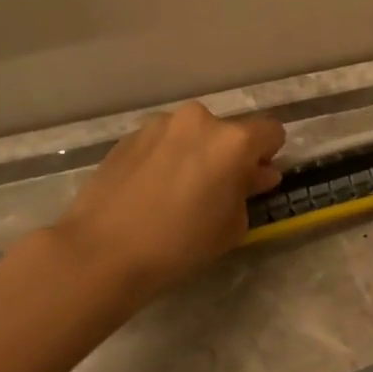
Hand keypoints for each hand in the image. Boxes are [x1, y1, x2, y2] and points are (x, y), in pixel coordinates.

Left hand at [52, 103, 284, 300]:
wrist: (101, 251)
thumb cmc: (179, 244)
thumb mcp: (231, 227)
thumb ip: (249, 191)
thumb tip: (256, 175)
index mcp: (232, 140)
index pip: (271, 132)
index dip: (269, 155)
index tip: (255, 180)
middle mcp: (199, 120)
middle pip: (229, 132)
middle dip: (229, 156)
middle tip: (215, 192)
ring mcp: (160, 124)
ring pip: (193, 134)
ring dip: (196, 154)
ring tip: (177, 193)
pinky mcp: (129, 136)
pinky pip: (163, 142)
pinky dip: (166, 158)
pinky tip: (150, 191)